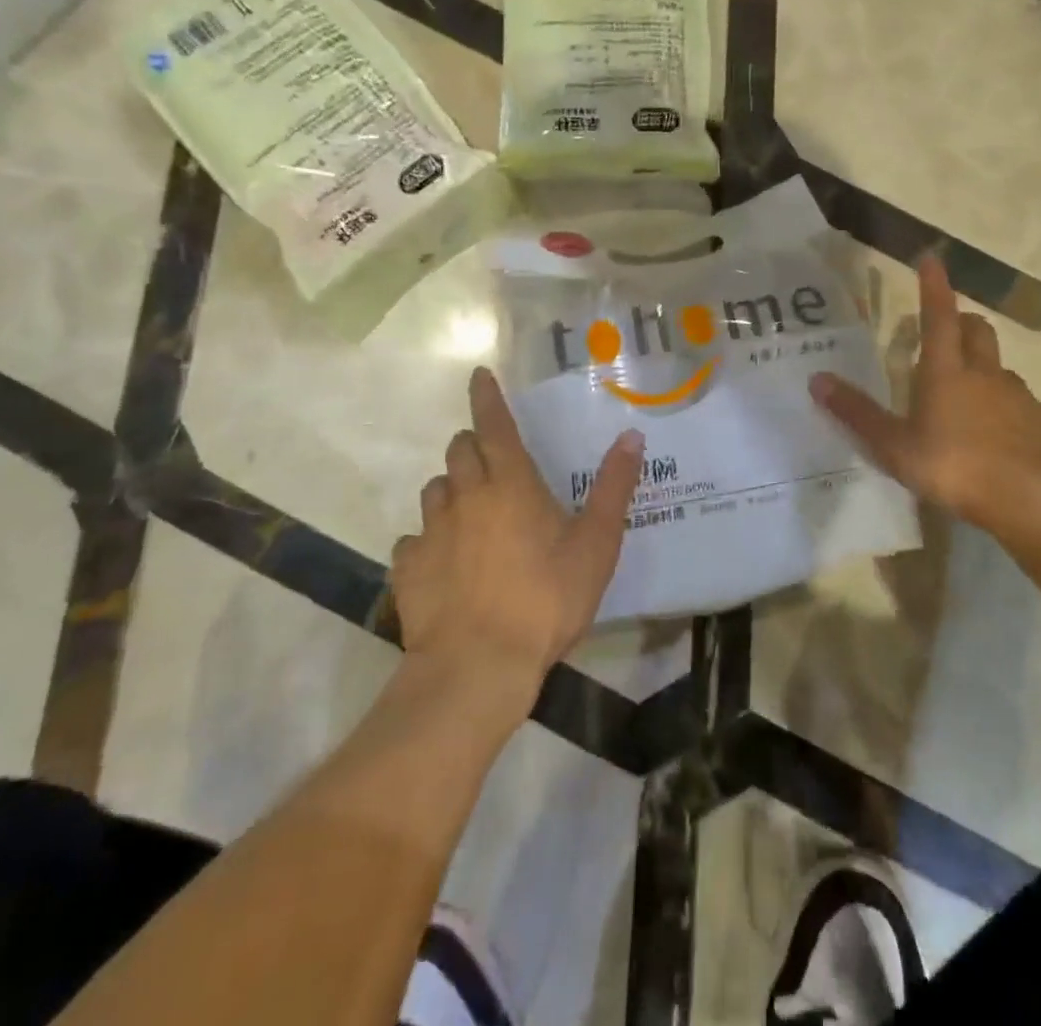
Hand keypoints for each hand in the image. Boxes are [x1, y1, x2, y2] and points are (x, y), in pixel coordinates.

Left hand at [391, 368, 643, 691]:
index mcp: (510, 484)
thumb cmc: (546, 599)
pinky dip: (429, 540)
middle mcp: (465, 496)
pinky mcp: (408, 567)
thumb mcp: (595, 545)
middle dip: (472, 446)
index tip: (478, 374)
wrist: (478, 666)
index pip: (493, 424)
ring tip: (471, 513)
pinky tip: (445, 562)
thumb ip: (614, 488)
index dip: (486, 397)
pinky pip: (414, 539)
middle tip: (492, 463)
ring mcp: (431, 531)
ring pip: (434, 490)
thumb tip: (631, 436)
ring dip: (452, 489)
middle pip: (459, 451)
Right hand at [809, 257, 1040, 555]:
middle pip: (976, 331)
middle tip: (945, 330)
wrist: (1037, 498)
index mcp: (946, 372)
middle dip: (960, 322)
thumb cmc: (956, 467)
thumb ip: (857, 414)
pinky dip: (1004, 405)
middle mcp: (985, 374)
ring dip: (981, 366)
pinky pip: (1019, 402)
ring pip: (998, 367)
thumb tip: (817, 380)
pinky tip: (996, 435)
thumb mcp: (895, 447)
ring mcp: (1018, 397)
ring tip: (965, 392)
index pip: (938, 316)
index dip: (933, 286)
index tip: (932, 258)